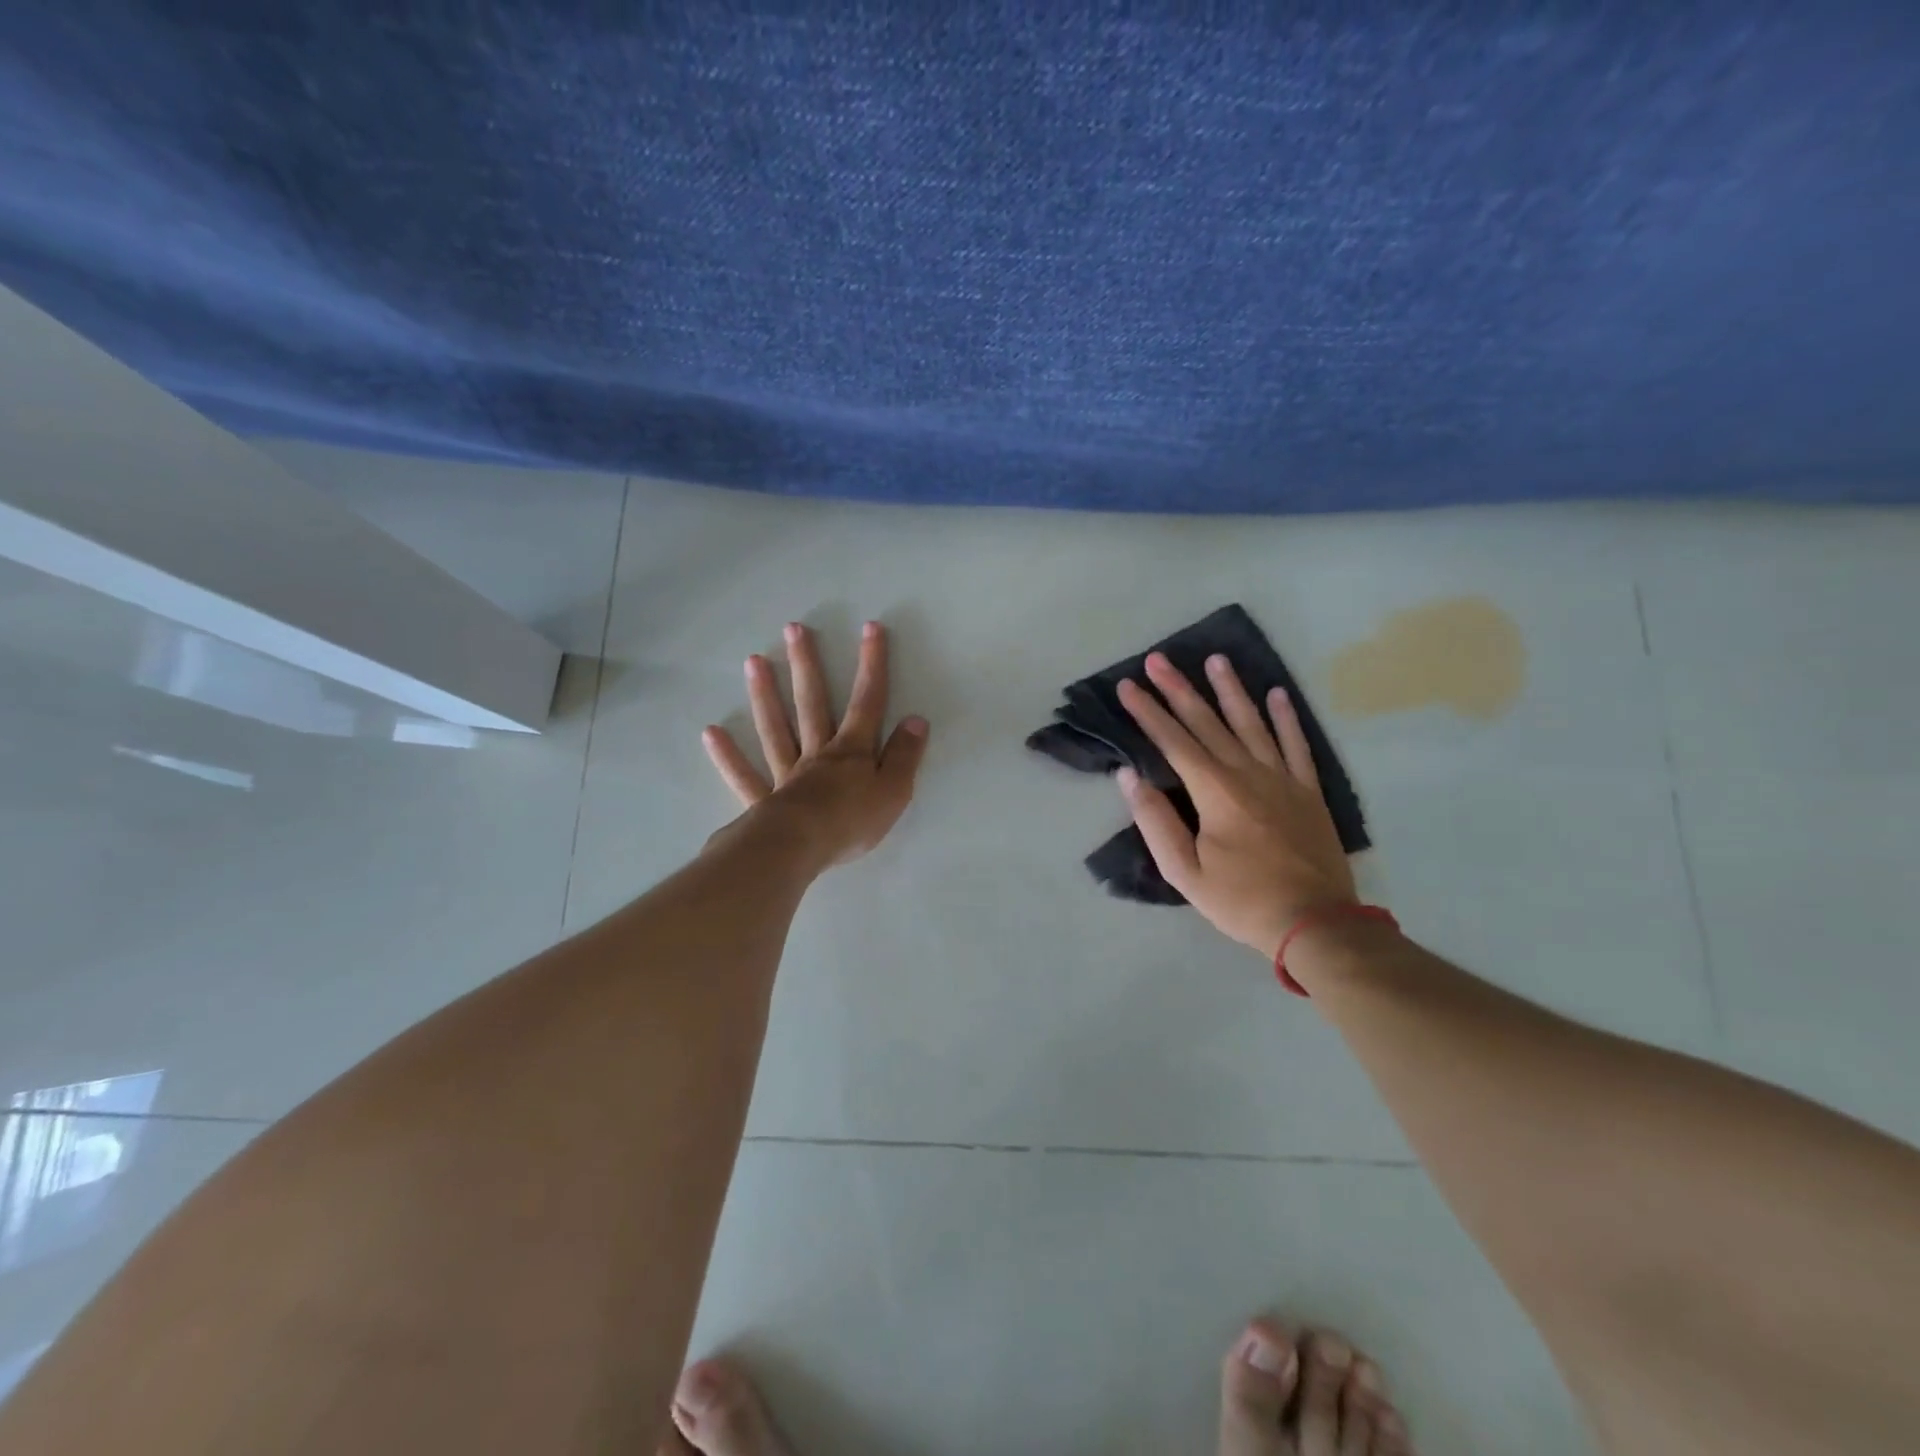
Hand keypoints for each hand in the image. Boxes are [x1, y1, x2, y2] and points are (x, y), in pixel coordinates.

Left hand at [702, 621, 929, 867]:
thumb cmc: (852, 821)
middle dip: (806, 665)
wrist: (801, 849)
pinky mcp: (763, 801)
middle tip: (793, 629)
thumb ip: (905, 756)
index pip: (867, 702)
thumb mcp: (894, 791)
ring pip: (775, 729)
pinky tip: (711, 733)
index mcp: (851, 751)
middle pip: (811, 703)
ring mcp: (786, 774)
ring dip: (765, 695)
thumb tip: (916, 720)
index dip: (871, 665)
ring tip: (753, 661)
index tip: (870, 628)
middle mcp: (817, 753)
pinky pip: (744, 776)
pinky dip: (728, 756)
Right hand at [1115, 652, 1356, 958]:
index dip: (1148, 712)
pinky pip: (1296, 745)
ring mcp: (1282, 778)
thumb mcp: (1185, 872)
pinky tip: (1277, 694)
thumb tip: (1128, 776)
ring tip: (1216, 659)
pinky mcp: (1308, 791)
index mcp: (1215, 792)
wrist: (1315, 923)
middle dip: (1179, 689)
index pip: (1173, 741)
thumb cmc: (1241, 900)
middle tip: (1159, 659)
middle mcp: (1247, 773)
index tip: (1128, 686)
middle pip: (1208, 722)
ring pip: (1252, 723)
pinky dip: (1286, 718)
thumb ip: (1156, 821)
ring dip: (1231, 690)